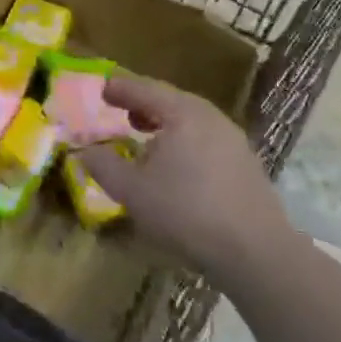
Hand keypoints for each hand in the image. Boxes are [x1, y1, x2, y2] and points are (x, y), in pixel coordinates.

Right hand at [81, 75, 288, 278]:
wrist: (256, 252)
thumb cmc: (187, 213)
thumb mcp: (133, 192)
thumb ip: (103, 166)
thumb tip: (84, 151)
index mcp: (182, 112)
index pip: (144, 89)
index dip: (120, 88)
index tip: (102, 88)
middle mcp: (210, 116)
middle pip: (170, 101)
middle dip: (144, 105)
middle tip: (123, 112)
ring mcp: (233, 139)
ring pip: (190, 121)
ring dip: (165, 126)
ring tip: (147, 140)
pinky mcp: (246, 164)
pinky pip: (206, 140)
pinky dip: (184, 142)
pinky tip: (178, 167)